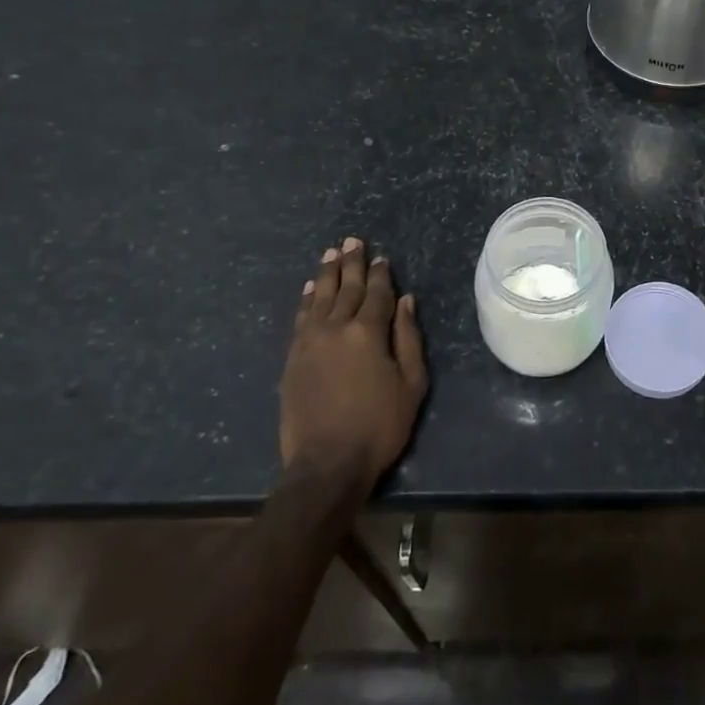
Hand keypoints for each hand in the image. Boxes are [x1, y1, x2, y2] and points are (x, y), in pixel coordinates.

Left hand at [281, 237, 427, 483]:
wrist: (326, 464)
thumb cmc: (379, 425)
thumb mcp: (411, 383)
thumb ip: (408, 338)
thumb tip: (406, 301)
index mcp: (368, 332)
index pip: (377, 293)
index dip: (381, 274)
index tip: (382, 257)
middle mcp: (336, 328)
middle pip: (346, 288)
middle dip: (352, 263)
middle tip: (352, 240)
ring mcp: (310, 343)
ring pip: (319, 298)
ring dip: (326, 274)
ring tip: (331, 253)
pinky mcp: (293, 359)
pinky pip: (300, 319)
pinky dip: (306, 300)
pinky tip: (309, 289)